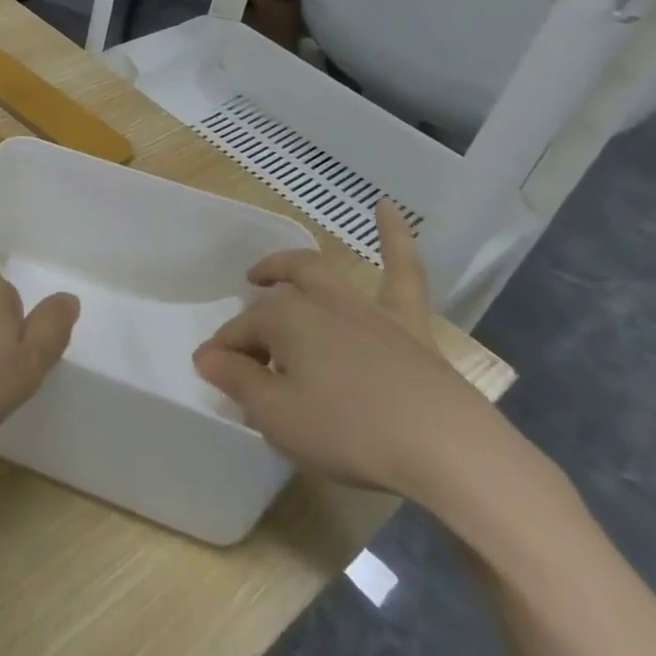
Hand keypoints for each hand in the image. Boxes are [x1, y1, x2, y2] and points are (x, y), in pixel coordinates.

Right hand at [192, 202, 501, 502]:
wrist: (448, 450)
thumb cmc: (350, 432)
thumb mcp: (277, 416)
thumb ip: (237, 382)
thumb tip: (208, 356)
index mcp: (283, 321)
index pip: (240, 333)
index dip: (223, 354)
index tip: (214, 377)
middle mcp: (319, 303)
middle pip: (274, 301)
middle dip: (251, 313)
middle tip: (239, 335)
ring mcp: (366, 310)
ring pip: (320, 275)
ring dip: (288, 269)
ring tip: (268, 272)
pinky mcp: (410, 325)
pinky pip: (403, 271)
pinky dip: (395, 236)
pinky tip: (387, 206)